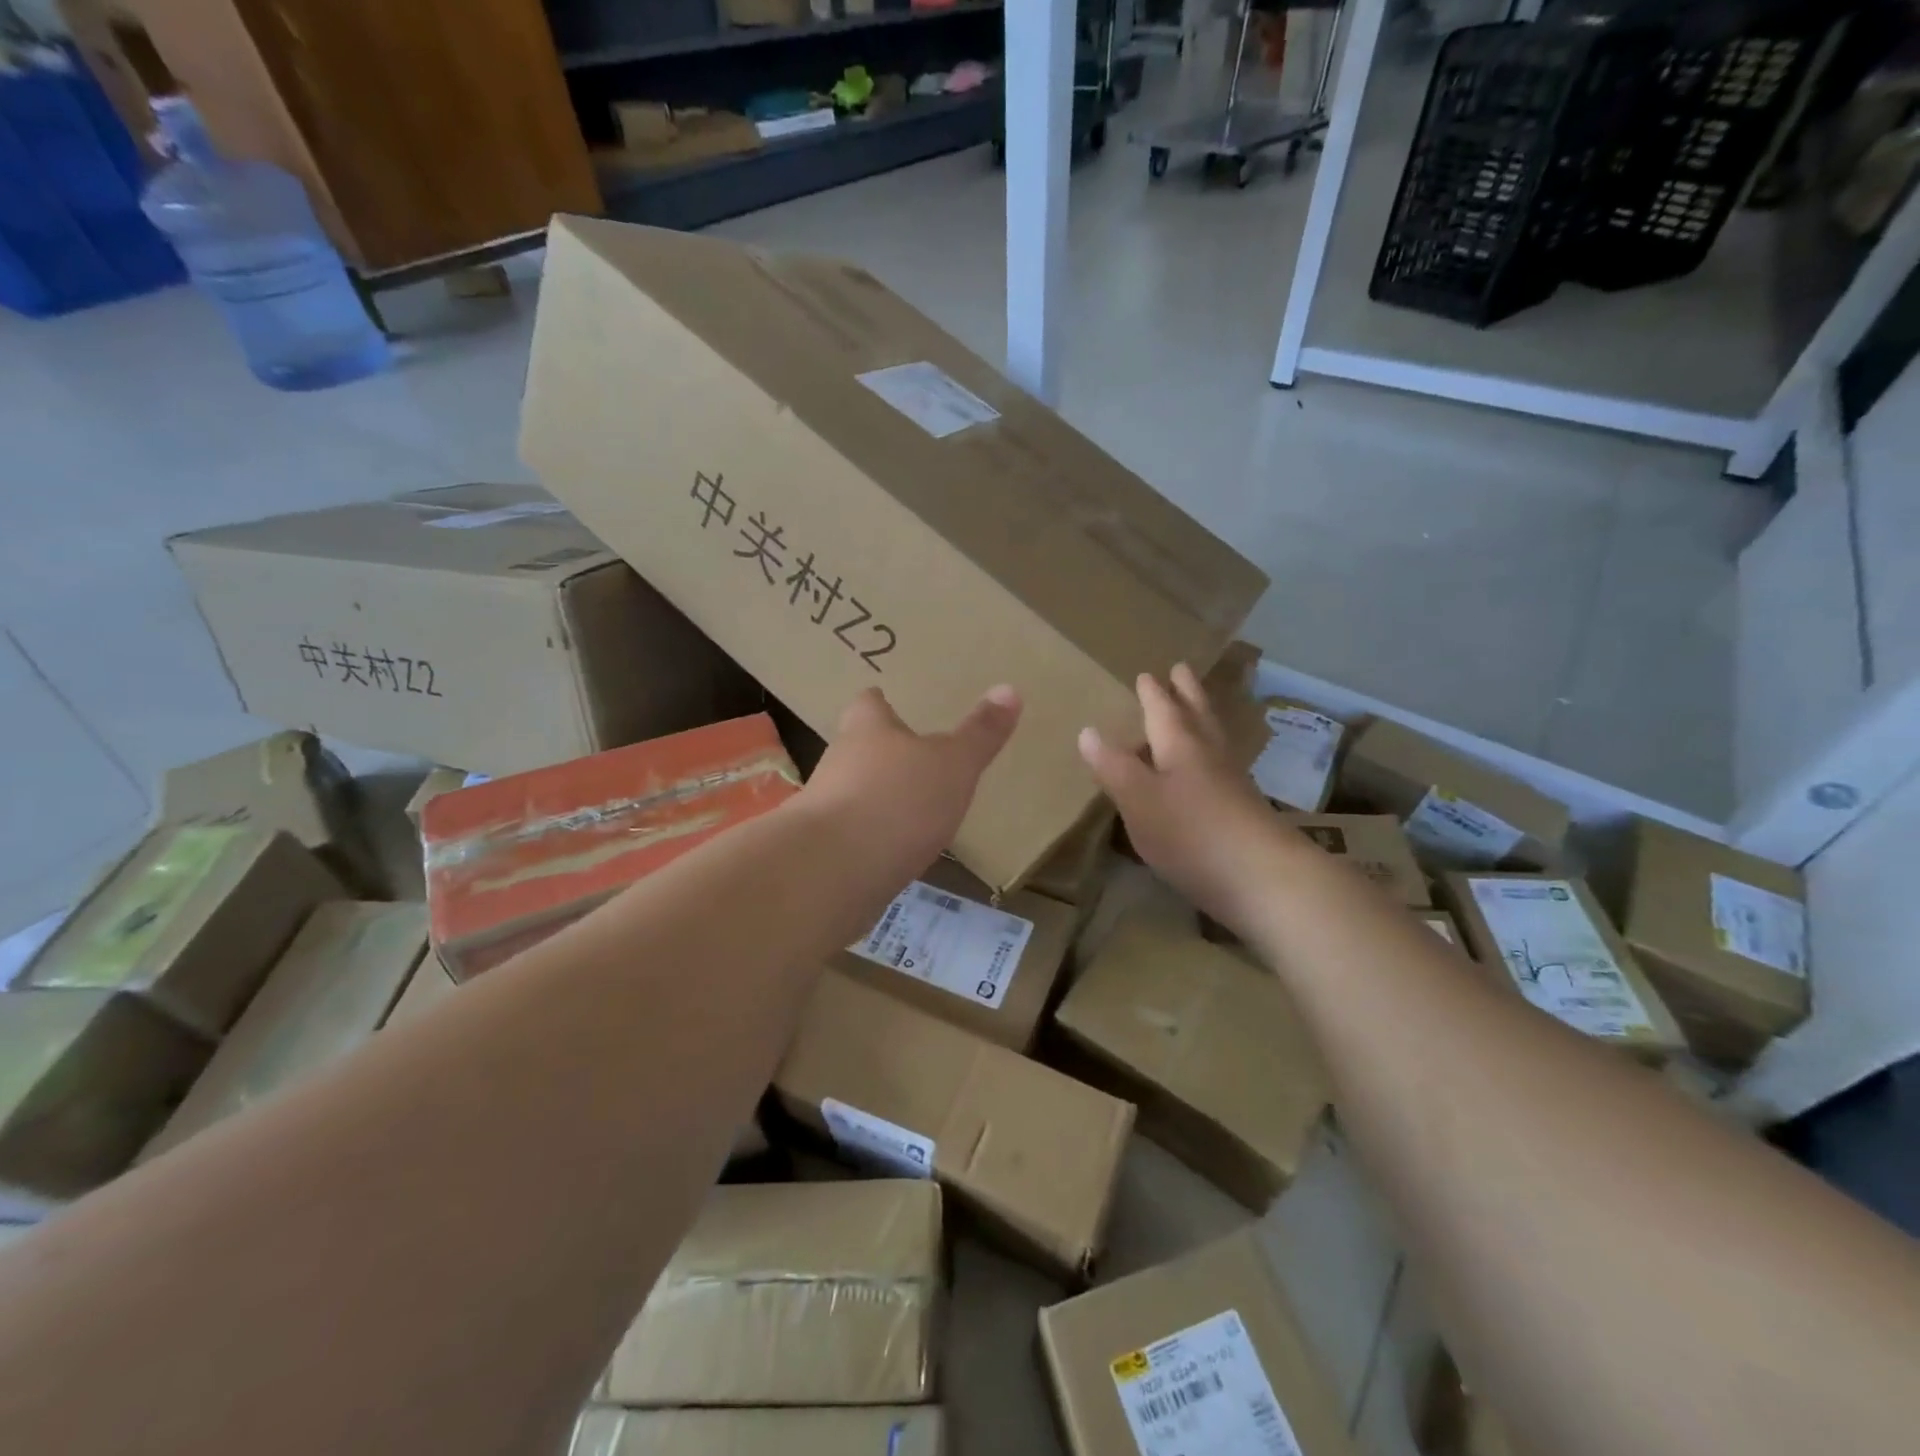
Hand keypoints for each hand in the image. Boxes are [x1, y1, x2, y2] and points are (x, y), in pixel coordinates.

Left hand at [803, 684, 1022, 880]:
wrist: (831, 871)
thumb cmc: (897, 800)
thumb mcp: (954, 764)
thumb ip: (980, 734)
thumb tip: (1010, 688)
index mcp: (867, 729)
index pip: (868, 703)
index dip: (880, 702)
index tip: (889, 700)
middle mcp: (839, 761)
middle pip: (858, 747)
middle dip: (883, 752)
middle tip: (914, 757)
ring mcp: (825, 808)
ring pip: (853, 792)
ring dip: (877, 797)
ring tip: (910, 807)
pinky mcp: (824, 851)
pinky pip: (852, 836)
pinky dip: (872, 839)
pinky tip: (895, 851)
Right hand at [1078, 665, 1279, 927]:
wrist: (1262, 879)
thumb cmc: (1190, 833)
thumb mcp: (1137, 799)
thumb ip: (1113, 766)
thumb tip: (1087, 731)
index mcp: (1181, 746)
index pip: (1163, 710)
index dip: (1152, 694)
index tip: (1147, 674)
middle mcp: (1210, 755)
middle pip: (1197, 715)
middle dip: (1186, 693)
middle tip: (1181, 670)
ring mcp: (1232, 783)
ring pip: (1214, 739)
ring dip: (1202, 718)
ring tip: (1195, 710)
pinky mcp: (1244, 810)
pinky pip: (1221, 767)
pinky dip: (1210, 755)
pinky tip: (1206, 772)